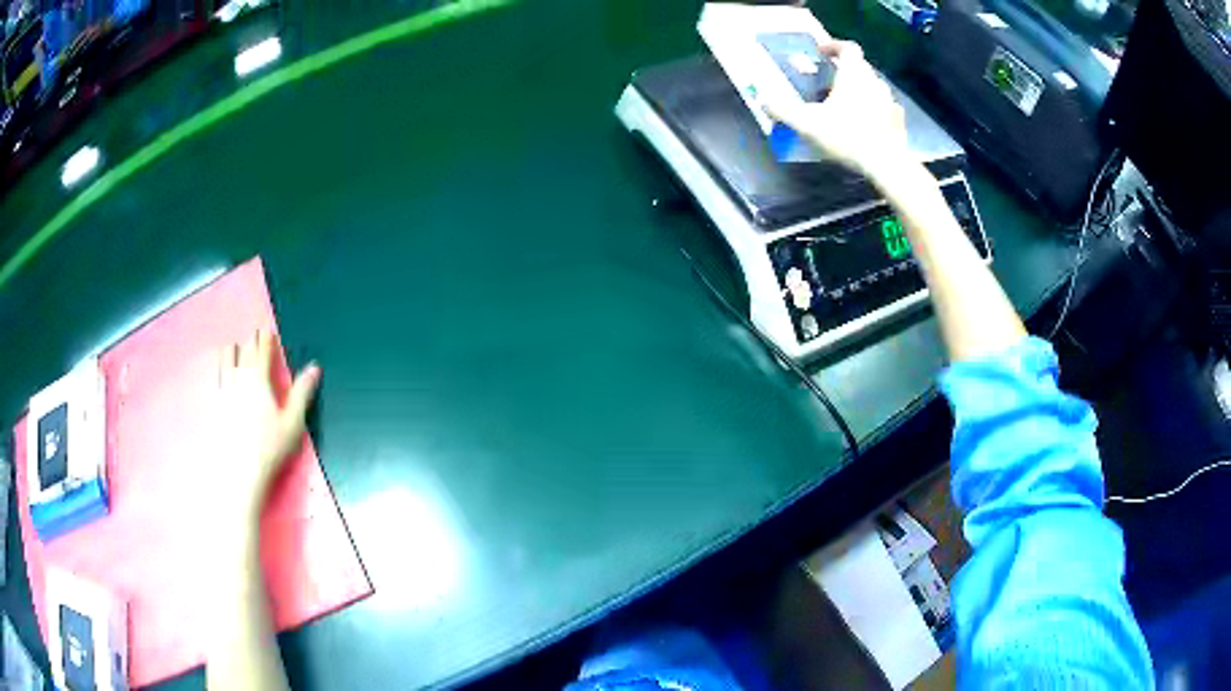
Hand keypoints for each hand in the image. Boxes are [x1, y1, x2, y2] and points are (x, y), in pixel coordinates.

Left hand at [216, 330, 320, 524]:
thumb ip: (302, 392)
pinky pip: (215, 376)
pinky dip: (219, 367)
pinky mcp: (213, 403)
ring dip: (232, 350)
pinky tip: (219, 372)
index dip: (267, 339)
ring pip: (225, 358)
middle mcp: (238, 377)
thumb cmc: (270, 447)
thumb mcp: (292, 422)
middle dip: (251, 342)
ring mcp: (223, 389)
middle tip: (255, 337)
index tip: (269, 332)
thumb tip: (315, 367)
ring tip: (234, 348)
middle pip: (244, 350)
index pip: (262, 350)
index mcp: (259, 378)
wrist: (238, 470)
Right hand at [764, 40, 908, 179]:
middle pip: (860, 66)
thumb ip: (783, 109)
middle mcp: (874, 82)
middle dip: (844, 70)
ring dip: (859, 89)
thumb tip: (762, 99)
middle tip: (828, 81)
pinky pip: (885, 107)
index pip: (848, 48)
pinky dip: (874, 108)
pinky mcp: (898, 121)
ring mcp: (889, 101)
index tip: (821, 53)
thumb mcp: (808, 124)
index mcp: (853, 75)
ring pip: (873, 86)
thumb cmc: (847, 137)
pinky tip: (867, 122)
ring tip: (846, 103)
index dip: (834, 46)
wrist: (887, 165)